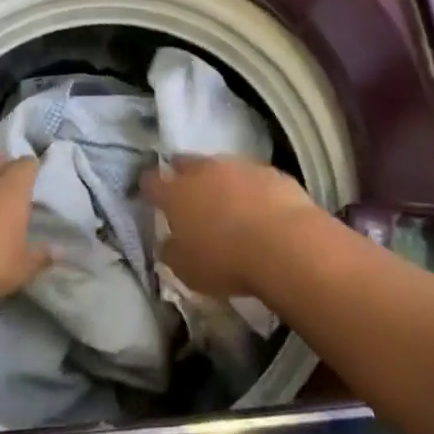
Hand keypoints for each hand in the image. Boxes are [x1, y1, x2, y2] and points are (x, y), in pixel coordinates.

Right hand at [141, 154, 318, 297]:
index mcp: (177, 194)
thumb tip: (167, 242)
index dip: (149, 187)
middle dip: (182, 174)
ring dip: (218, 180)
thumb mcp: (187, 270)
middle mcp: (204, 171)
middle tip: (186, 192)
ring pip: (220, 166)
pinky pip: (252, 175)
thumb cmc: (226, 261)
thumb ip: (172, 252)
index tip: (150, 194)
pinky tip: (258, 206)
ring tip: (225, 201)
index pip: (152, 182)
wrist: (285, 244)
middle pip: (185, 163)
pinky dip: (249, 187)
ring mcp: (238, 166)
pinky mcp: (269, 170)